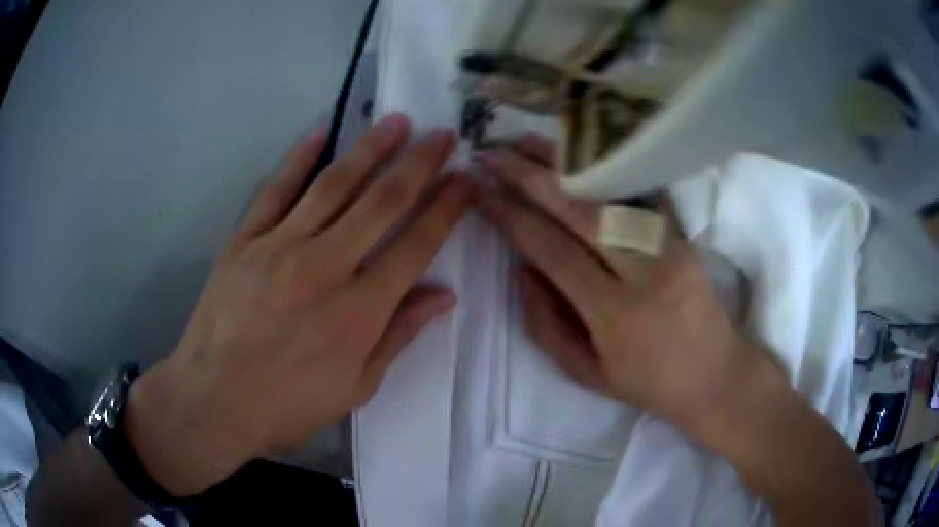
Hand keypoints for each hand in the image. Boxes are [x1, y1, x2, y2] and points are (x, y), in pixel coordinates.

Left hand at [125, 115, 474, 495]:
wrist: (213, 400)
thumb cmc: (287, 405)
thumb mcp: (355, 388)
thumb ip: (398, 336)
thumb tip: (444, 295)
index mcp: (359, 311)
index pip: (416, 244)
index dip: (447, 208)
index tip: (466, 180)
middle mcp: (325, 266)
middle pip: (382, 202)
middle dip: (420, 163)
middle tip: (443, 134)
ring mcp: (280, 246)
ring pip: (334, 185)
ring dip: (370, 149)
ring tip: (396, 121)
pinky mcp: (245, 240)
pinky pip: (276, 190)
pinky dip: (299, 159)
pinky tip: (320, 133)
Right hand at [477, 137, 779, 432]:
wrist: (714, 374)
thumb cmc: (648, 383)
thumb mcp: (587, 373)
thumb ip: (546, 325)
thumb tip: (521, 270)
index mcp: (614, 314)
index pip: (553, 251)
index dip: (513, 217)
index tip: (483, 193)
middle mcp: (643, 272)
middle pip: (580, 211)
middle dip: (530, 178)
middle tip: (494, 155)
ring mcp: (669, 248)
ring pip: (610, 194)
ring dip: (565, 164)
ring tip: (527, 142)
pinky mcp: (684, 236)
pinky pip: (640, 195)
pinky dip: (607, 170)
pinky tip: (580, 153)